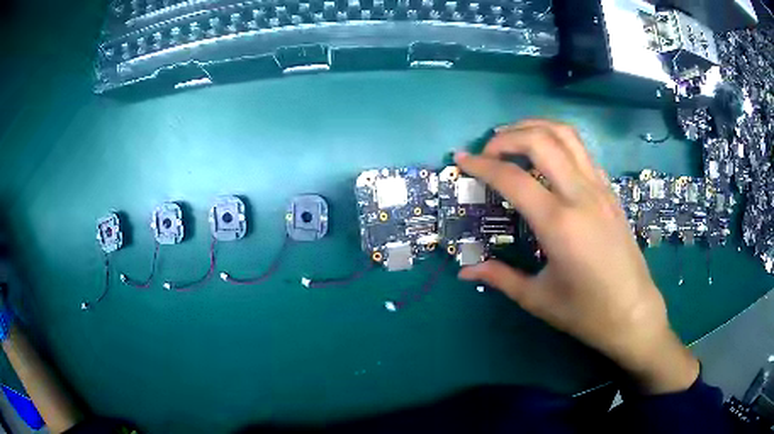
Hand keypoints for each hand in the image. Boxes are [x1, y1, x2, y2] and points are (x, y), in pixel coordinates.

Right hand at [455, 120, 698, 393]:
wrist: (633, 312)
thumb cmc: (586, 312)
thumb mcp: (538, 299)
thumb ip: (500, 277)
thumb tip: (465, 270)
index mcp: (559, 224)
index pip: (512, 178)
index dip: (481, 165)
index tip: (461, 160)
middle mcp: (581, 196)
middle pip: (540, 140)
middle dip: (506, 136)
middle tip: (488, 151)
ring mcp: (599, 189)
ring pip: (566, 135)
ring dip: (535, 127)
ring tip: (514, 139)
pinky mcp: (610, 191)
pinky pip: (582, 151)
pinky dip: (558, 141)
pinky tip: (548, 158)